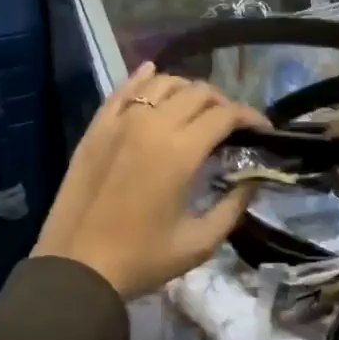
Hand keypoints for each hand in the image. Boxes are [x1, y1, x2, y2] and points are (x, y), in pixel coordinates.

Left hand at [34, 64, 266, 299]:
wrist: (76, 265)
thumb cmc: (141, 258)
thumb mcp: (198, 243)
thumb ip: (232, 208)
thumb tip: (252, 182)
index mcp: (180, 151)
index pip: (225, 114)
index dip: (250, 116)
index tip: (262, 129)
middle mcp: (152, 124)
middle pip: (197, 92)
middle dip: (223, 102)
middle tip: (231, 124)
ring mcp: (120, 121)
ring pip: (162, 82)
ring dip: (187, 89)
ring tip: (196, 108)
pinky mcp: (97, 126)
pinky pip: (124, 89)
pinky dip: (143, 78)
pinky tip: (152, 74)